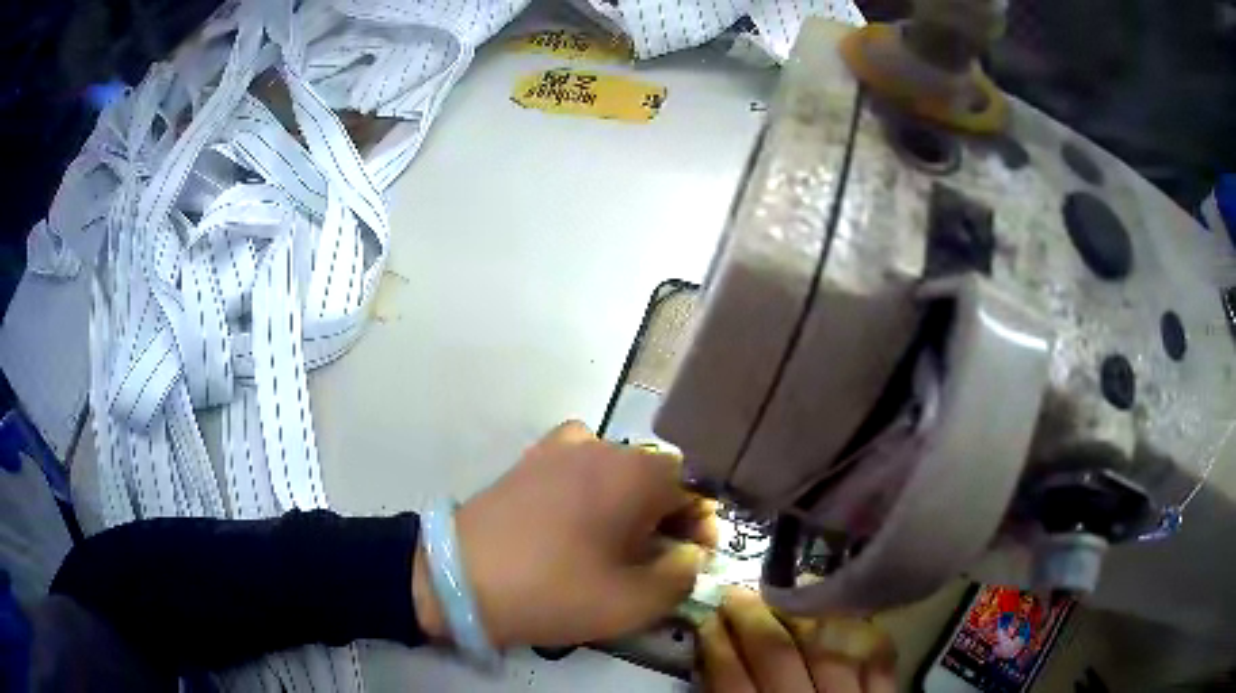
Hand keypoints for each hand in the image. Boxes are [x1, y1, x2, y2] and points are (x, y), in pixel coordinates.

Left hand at [413, 420, 716, 647]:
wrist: (459, 578)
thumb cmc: (552, 592)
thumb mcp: (631, 603)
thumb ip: (680, 577)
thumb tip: (690, 555)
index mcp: (634, 473)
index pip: (694, 485)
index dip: (700, 523)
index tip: (690, 558)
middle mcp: (603, 446)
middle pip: (656, 474)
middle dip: (667, 515)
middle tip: (656, 559)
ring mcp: (561, 447)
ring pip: (619, 469)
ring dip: (631, 502)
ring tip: (617, 542)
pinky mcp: (531, 459)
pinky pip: (580, 463)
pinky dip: (593, 486)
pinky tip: (579, 517)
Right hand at [700, 588, 895, 692]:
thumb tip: (712, 660)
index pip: (731, 680)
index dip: (717, 645)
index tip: (705, 616)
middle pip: (777, 656)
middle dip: (753, 620)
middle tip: (735, 591)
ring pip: (828, 649)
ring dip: (806, 616)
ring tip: (789, 587)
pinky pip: (878, 660)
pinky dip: (865, 633)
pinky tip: (849, 611)